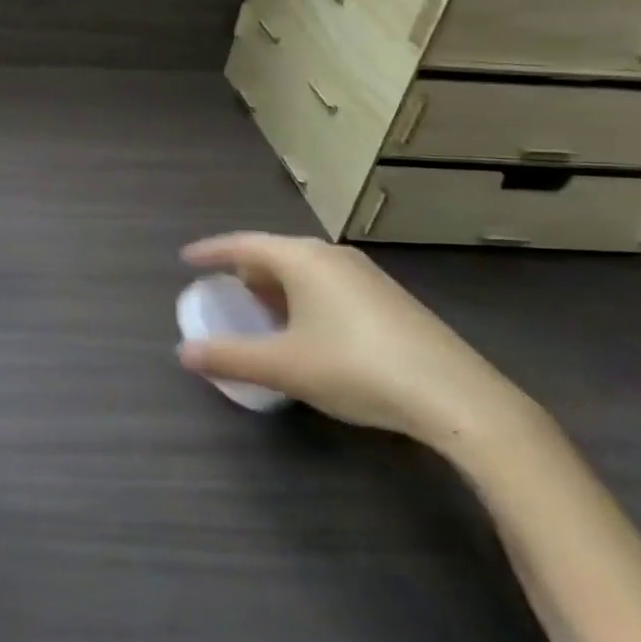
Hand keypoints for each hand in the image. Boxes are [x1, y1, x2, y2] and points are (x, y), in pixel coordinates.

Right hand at [177, 234, 527, 451]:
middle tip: (223, 290)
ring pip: (305, 269)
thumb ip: (229, 357)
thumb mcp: (283, 366)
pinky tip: (306, 328)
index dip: (211, 252)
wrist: (456, 397)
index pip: (243, 244)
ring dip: (275, 285)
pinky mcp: (388, 298)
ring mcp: (366, 275)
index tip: (186, 259)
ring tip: (259, 310)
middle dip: (244, 270)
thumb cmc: (356, 368)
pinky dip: (303, 296)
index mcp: (303, 259)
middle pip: (275, 253)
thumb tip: (183, 354)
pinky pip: (328, 284)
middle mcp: (332, 256)